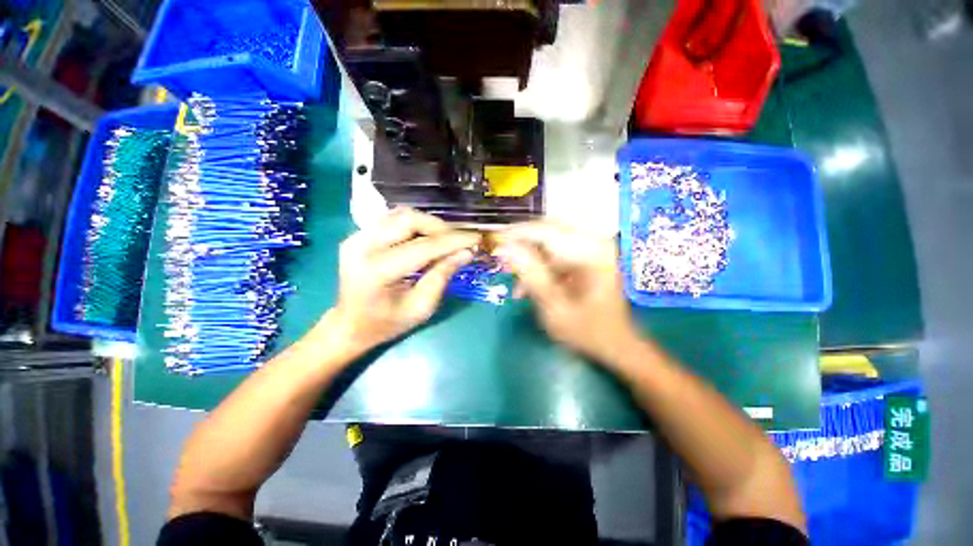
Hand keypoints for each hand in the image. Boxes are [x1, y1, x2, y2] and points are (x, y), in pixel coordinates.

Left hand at [329, 208, 478, 351]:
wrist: (349, 325)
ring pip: (401, 215)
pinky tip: (426, 238)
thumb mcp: (421, 307)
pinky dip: (415, 225)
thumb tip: (466, 252)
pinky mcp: (357, 234)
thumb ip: (442, 276)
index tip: (476, 238)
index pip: (423, 246)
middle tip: (459, 241)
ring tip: (445, 240)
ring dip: (429, 224)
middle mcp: (362, 246)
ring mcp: (356, 237)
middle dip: (441, 228)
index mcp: (377, 270)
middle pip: (409, 219)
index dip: (453, 241)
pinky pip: (393, 220)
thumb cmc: (386, 323)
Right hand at [496, 222, 640, 365]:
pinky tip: (527, 287)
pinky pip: (555, 253)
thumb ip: (532, 276)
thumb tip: (506, 249)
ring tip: (513, 280)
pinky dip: (538, 267)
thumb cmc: (588, 331)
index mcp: (594, 253)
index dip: (519, 234)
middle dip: (522, 243)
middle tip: (502, 257)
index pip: (549, 231)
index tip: (495, 241)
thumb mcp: (555, 308)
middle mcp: (595, 243)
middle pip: (549, 230)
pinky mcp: (585, 257)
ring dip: (529, 258)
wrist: (615, 344)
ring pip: (549, 241)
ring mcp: (591, 248)